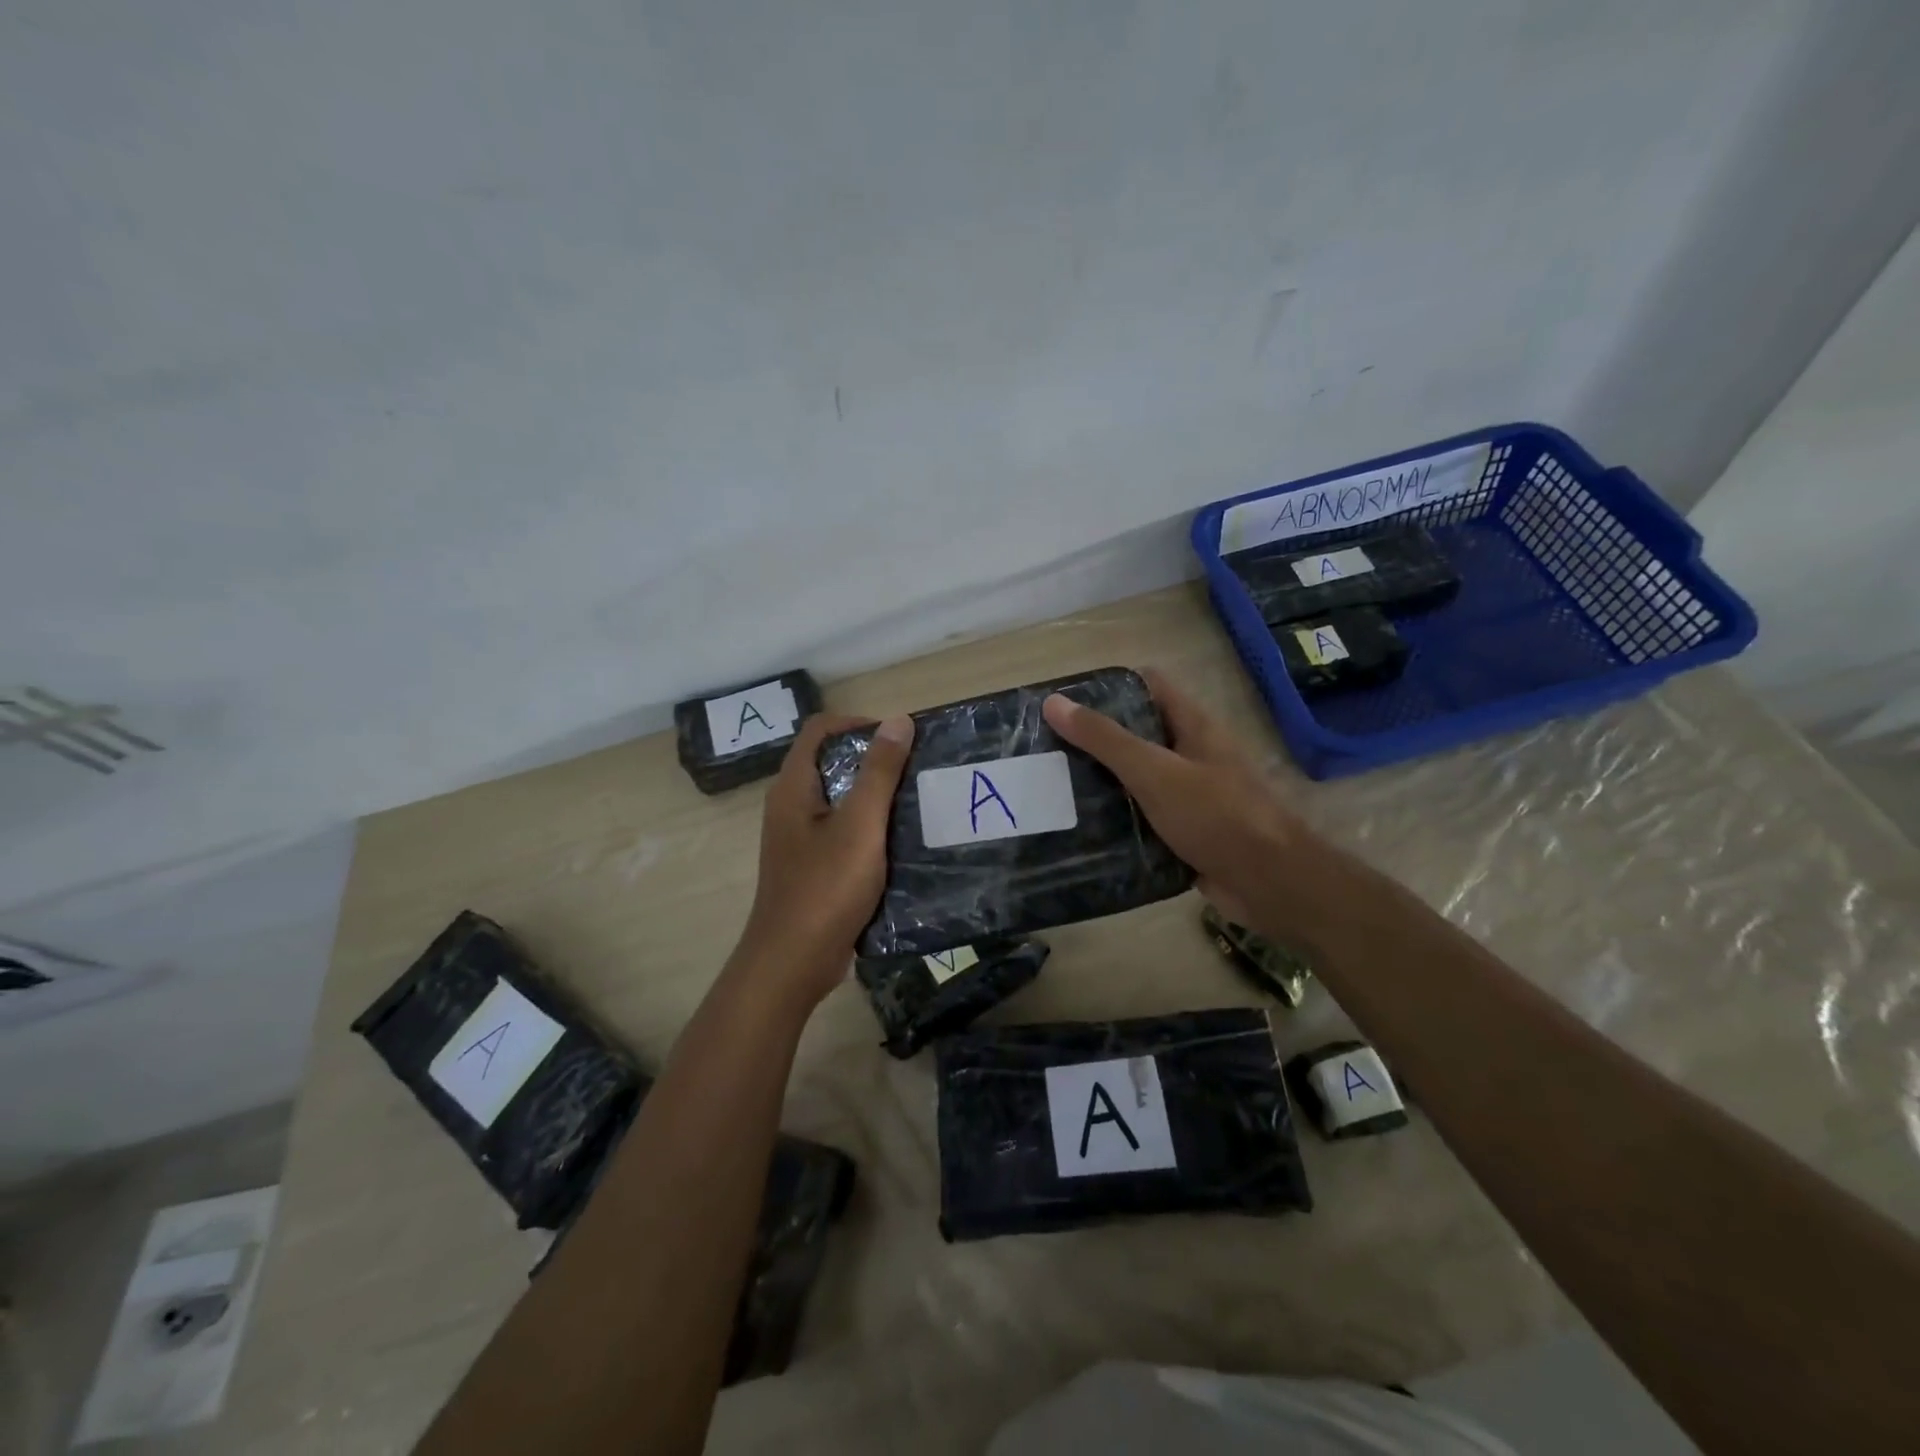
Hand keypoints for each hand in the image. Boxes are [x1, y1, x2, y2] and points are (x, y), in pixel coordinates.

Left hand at [733, 711, 914, 1004]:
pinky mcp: (814, 865)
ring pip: (841, 799)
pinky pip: (844, 831)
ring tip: (918, 802)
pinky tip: (903, 842)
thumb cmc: (825, 887)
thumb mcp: (860, 825)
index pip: (821, 729)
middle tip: (918, 770)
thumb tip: (898, 720)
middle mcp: (791, 805)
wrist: (793, 963)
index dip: (859, 724)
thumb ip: (879, 772)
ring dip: (876, 796)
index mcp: (794, 787)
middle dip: (875, 760)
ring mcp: (801, 838)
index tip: (900, 739)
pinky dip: (871, 828)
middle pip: (832, 762)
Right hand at [1042, 670, 1338, 942]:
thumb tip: (1054, 702)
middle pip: (1138, 734)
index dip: (1110, 686)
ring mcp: (1189, 796)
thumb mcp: (1154, 771)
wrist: (1268, 883)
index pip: (1149, 686)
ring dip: (1103, 782)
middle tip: (1048, 747)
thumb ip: (1105, 739)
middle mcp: (1192, 755)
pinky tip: (1082, 828)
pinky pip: (1143, 819)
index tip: (1066, 700)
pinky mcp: (1184, 833)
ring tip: (1054, 786)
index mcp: (1193, 727)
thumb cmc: (1216, 815)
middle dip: (1096, 738)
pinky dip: (1117, 820)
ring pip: (1137, 779)